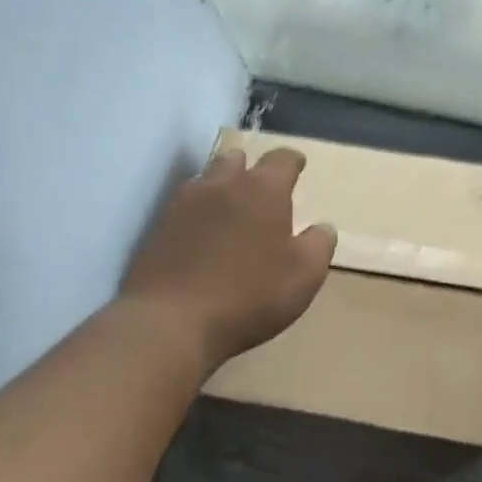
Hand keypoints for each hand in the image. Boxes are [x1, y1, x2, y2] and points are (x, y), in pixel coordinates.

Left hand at [120, 147, 336, 378]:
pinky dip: (198, 212)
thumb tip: (323, 228)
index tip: (298, 166)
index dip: (292, 161)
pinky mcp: (158, 228)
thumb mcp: (304, 276)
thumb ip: (319, 245)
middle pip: (237, 160)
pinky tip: (203, 234)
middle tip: (262, 188)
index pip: (281, 158)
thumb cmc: (249, 295)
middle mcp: (221, 185)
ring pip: (207, 179)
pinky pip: (184, 206)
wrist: (170, 323)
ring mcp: (184, 204)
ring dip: (222, 186)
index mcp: (262, 190)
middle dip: (251, 168)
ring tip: (232, 208)